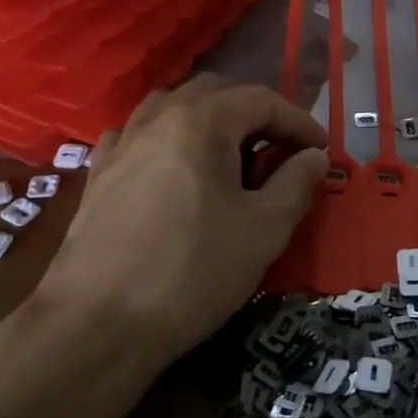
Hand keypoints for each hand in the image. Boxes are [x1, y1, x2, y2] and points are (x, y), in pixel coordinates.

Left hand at [39, 75, 328, 364]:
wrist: (97, 325)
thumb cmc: (192, 271)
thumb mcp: (264, 230)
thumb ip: (296, 183)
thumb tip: (314, 157)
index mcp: (201, 121)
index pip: (262, 100)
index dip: (299, 121)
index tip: (321, 151)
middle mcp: (157, 117)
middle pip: (216, 92)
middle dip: (255, 114)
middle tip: (279, 151)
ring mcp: (121, 143)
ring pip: (174, 108)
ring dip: (210, 121)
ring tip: (230, 156)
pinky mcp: (98, 174)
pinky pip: (139, 135)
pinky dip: (168, 139)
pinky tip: (174, 168)